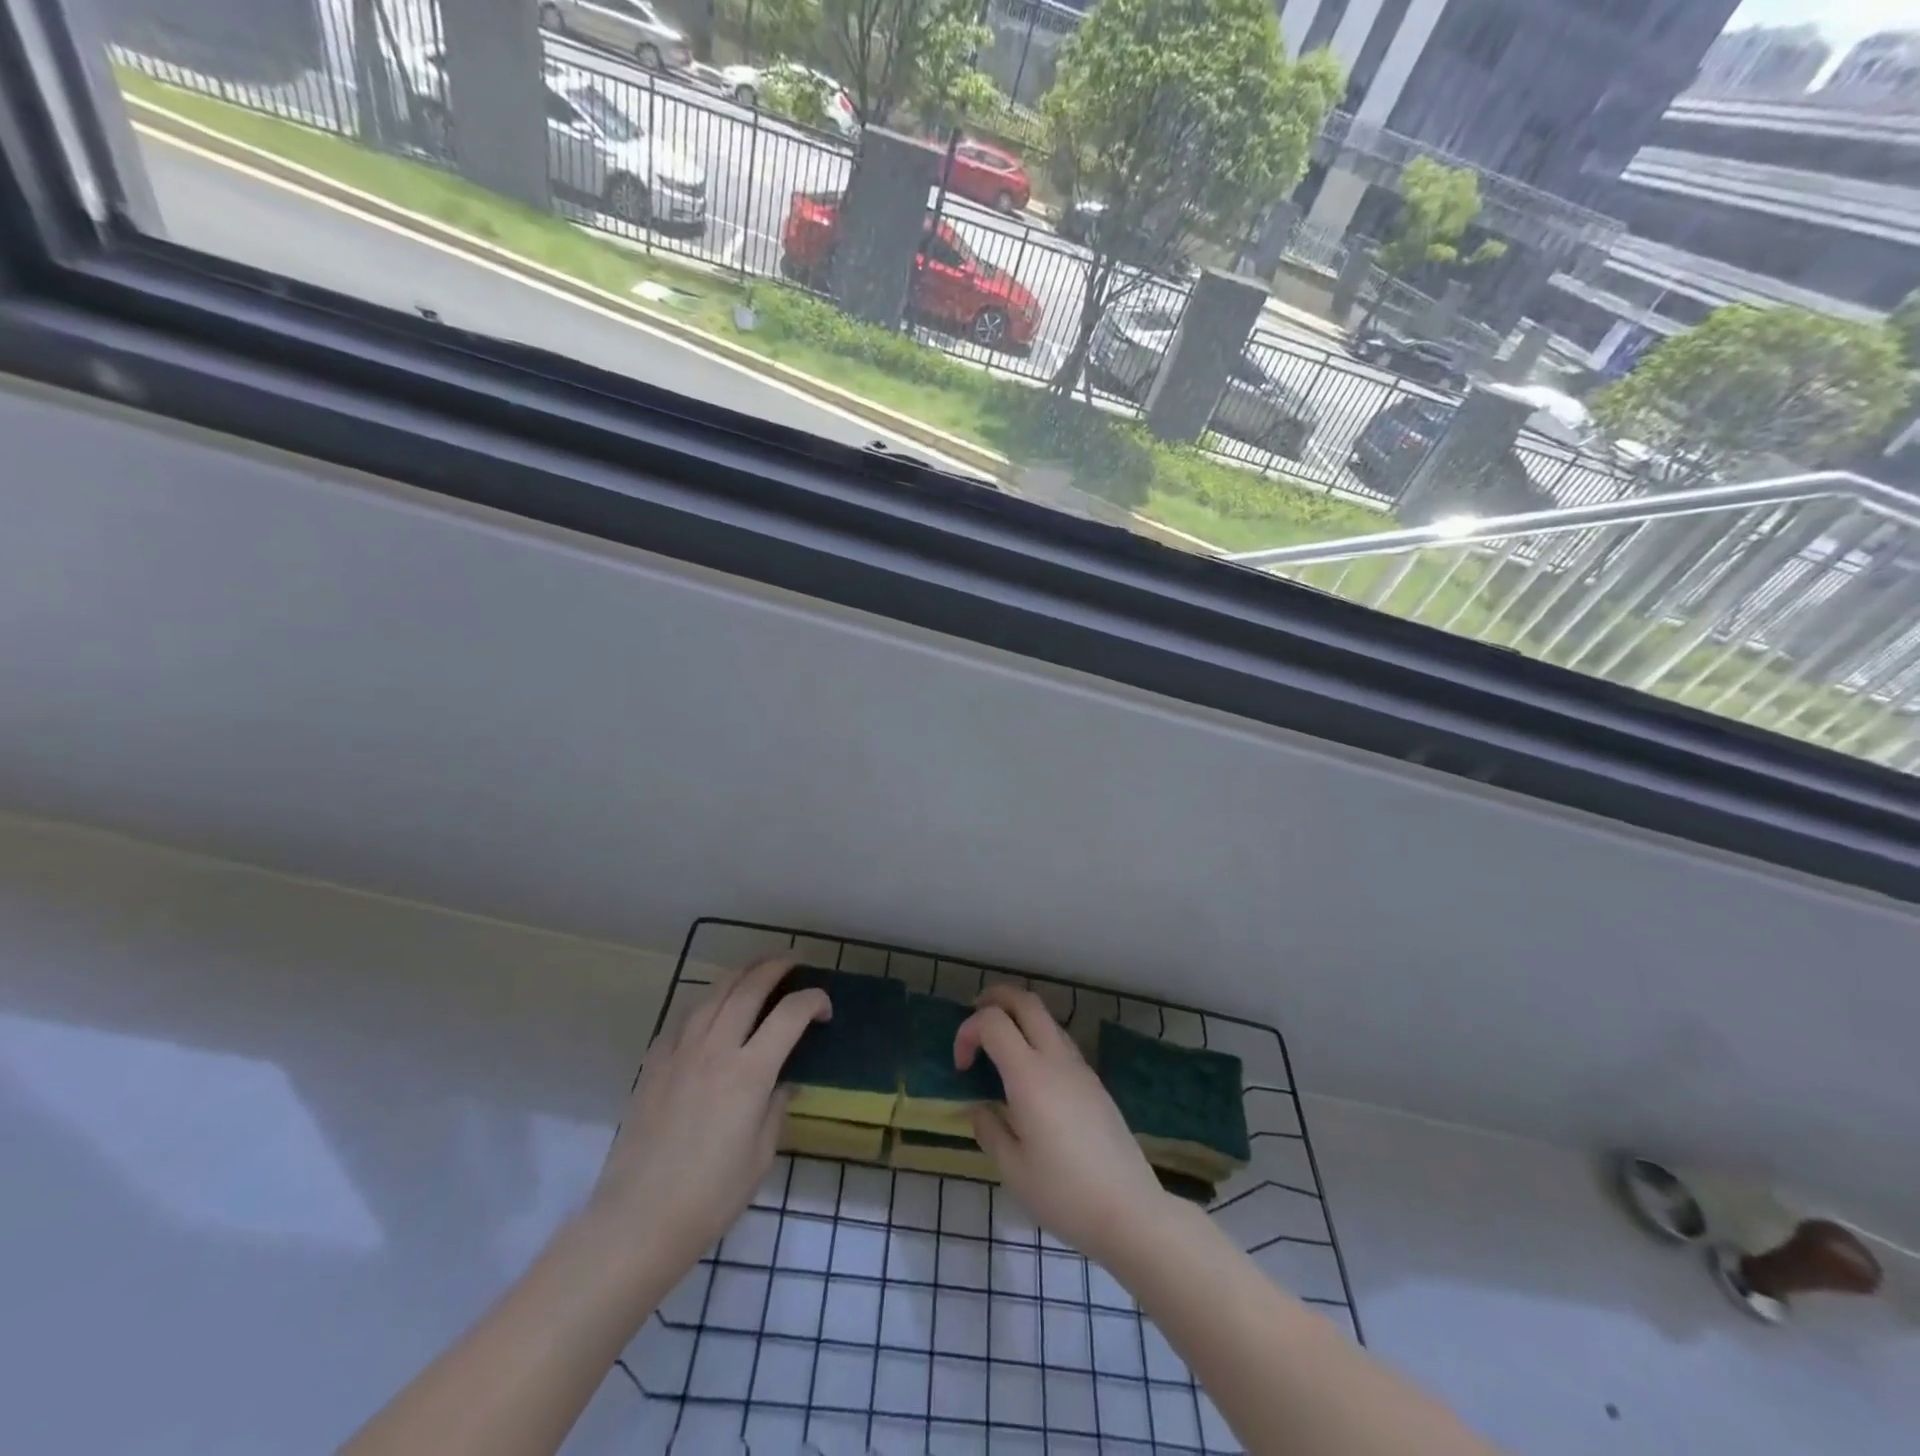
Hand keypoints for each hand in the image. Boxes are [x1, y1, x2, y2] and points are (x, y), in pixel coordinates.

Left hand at [584, 957, 828, 1280]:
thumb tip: (783, 1082)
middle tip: (794, 962)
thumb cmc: (710, 1196)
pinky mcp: (654, 1063)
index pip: (790, 1014)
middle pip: (750, 987)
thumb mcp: (760, 1156)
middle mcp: (716, 1049)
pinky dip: (707, 1002)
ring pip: (714, 993)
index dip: (813, 1001)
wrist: (637, 1221)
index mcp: (749, 1072)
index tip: (824, 1009)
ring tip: (756, 970)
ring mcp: (680, 1052)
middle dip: (776, 966)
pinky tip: (712, 1009)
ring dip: (741, 974)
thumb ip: (776, 1108)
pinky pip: (685, 1017)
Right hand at [956, 985, 1173, 1264]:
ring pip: (1047, 1018)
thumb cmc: (1064, 1194)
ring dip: (1019, 1017)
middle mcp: (1056, 1059)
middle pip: (1025, 1001)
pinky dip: (1037, 1038)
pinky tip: (1030, 1075)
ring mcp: (1080, 1068)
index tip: (961, 1066)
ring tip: (999, 1047)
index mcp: (1029, 1075)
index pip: (992, 1022)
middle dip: (995, 998)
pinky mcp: (1095, 1083)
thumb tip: (982, 1109)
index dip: (967, 1031)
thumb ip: (990, 1130)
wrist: (1130, 1211)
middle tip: (974, 1018)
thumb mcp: (1013, 1170)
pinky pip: (1061, 1041)